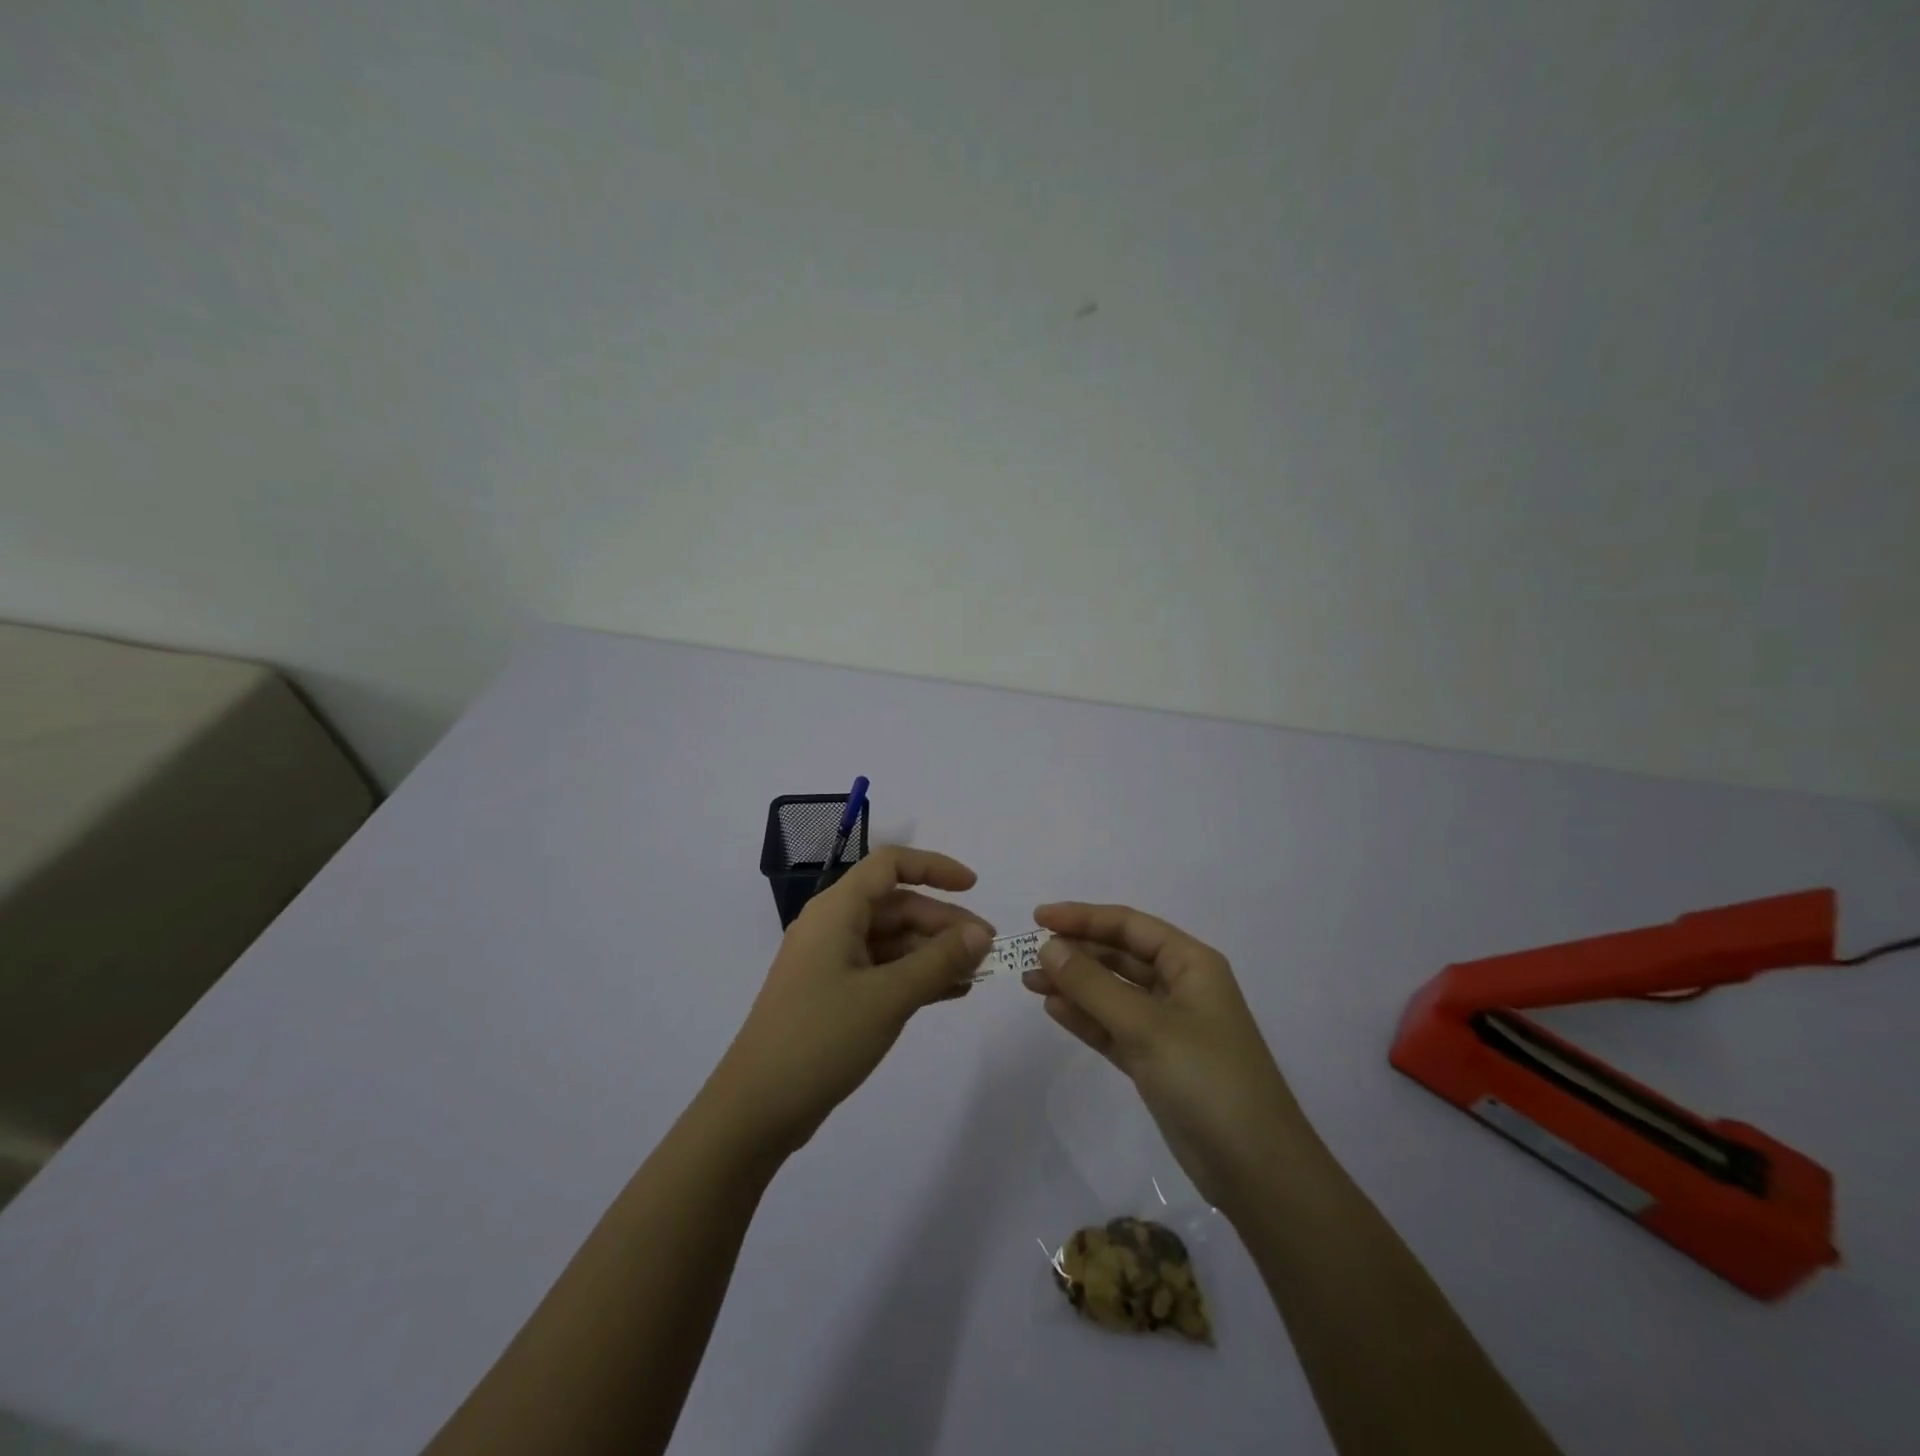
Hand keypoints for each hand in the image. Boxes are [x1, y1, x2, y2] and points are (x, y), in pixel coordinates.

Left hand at [710, 847, 992, 1157]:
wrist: (756, 1108)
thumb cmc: (822, 1038)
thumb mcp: (889, 997)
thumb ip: (939, 961)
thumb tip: (980, 935)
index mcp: (836, 910)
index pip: (890, 865)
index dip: (934, 868)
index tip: (973, 887)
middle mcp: (832, 927)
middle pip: (896, 906)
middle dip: (943, 923)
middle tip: (987, 950)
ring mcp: (830, 963)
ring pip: (892, 941)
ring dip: (933, 953)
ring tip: (976, 975)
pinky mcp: (832, 996)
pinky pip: (882, 971)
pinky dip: (915, 976)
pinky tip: (950, 992)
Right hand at [1023, 902, 1313, 1211]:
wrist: (1255, 1169)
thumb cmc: (1206, 1079)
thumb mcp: (1146, 1026)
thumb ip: (1093, 985)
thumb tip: (1048, 946)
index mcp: (1190, 963)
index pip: (1129, 925)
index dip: (1083, 917)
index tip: (1038, 917)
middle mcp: (1180, 986)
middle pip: (1119, 955)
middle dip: (1075, 952)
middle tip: (1027, 954)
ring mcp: (1167, 1025)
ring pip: (1112, 992)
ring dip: (1074, 984)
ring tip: (1030, 981)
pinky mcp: (1156, 1060)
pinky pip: (1113, 1026)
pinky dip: (1086, 1017)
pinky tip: (1054, 1009)